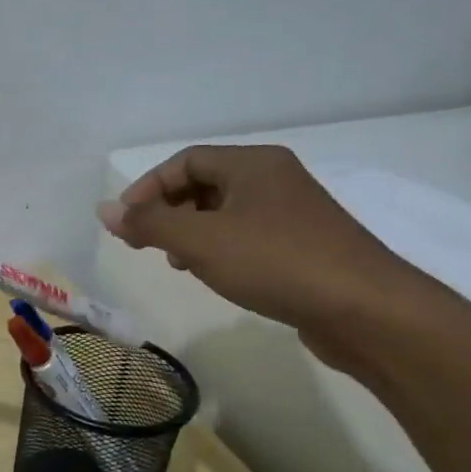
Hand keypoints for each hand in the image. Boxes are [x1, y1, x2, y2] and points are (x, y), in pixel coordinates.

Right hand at [96, 145, 422, 363]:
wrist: (368, 311)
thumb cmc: (277, 262)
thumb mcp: (200, 240)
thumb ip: (148, 223)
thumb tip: (103, 210)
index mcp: (253, 164)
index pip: (185, 161)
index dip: (148, 187)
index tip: (125, 221)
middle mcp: (275, 179)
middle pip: (204, 183)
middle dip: (168, 210)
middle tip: (146, 242)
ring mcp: (294, 213)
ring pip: (225, 212)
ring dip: (191, 232)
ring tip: (177, 261)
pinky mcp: (305, 246)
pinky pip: (247, 235)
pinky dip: (219, 248)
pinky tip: (214, 274)